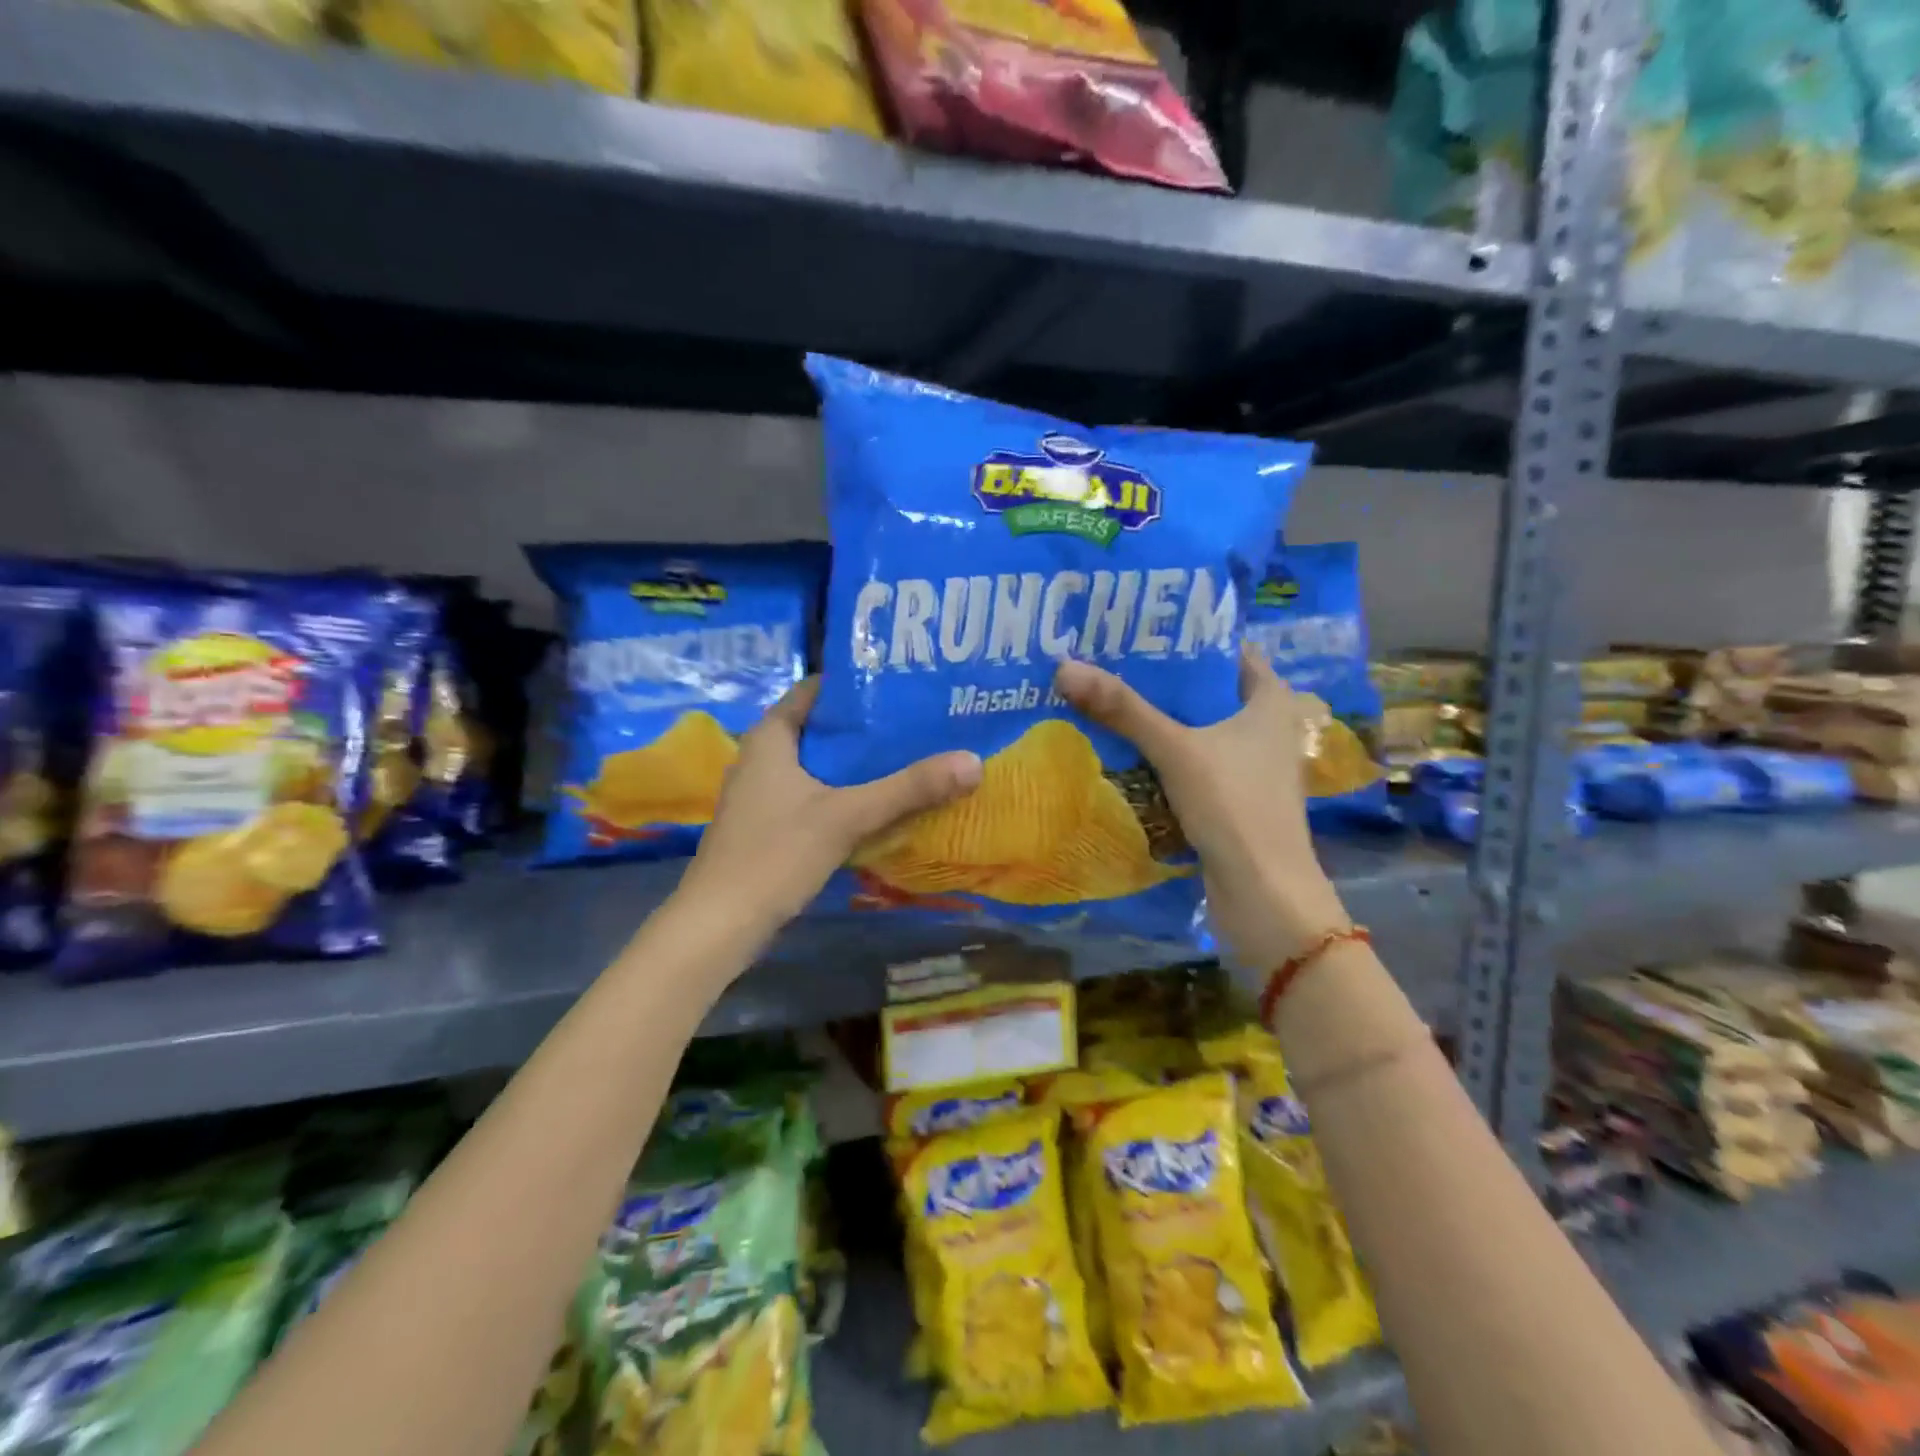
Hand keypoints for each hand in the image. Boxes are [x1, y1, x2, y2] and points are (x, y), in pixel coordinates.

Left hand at [681, 678, 982, 934]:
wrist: (720, 924)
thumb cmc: (776, 854)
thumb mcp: (847, 816)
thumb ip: (909, 788)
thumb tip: (974, 761)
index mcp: (770, 738)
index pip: (813, 691)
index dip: (853, 684)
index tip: (899, 683)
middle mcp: (762, 758)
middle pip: (819, 729)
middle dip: (864, 726)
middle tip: (916, 721)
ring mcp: (762, 795)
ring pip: (818, 765)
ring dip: (856, 763)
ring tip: (908, 755)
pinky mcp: (769, 826)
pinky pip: (814, 795)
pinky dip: (844, 792)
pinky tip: (879, 803)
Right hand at [1053, 646, 1349, 969]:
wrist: (1264, 896)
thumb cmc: (1235, 807)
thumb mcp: (1177, 749)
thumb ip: (1123, 710)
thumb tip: (1065, 667)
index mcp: (1270, 703)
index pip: (1230, 652)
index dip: (1188, 638)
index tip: (1140, 629)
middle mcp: (1264, 730)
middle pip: (1206, 692)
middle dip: (1160, 681)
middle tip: (1108, 662)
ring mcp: (1248, 769)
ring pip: (1195, 732)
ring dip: (1156, 722)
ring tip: (1104, 699)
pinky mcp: (1230, 801)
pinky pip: (1189, 766)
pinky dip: (1160, 758)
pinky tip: (1120, 753)